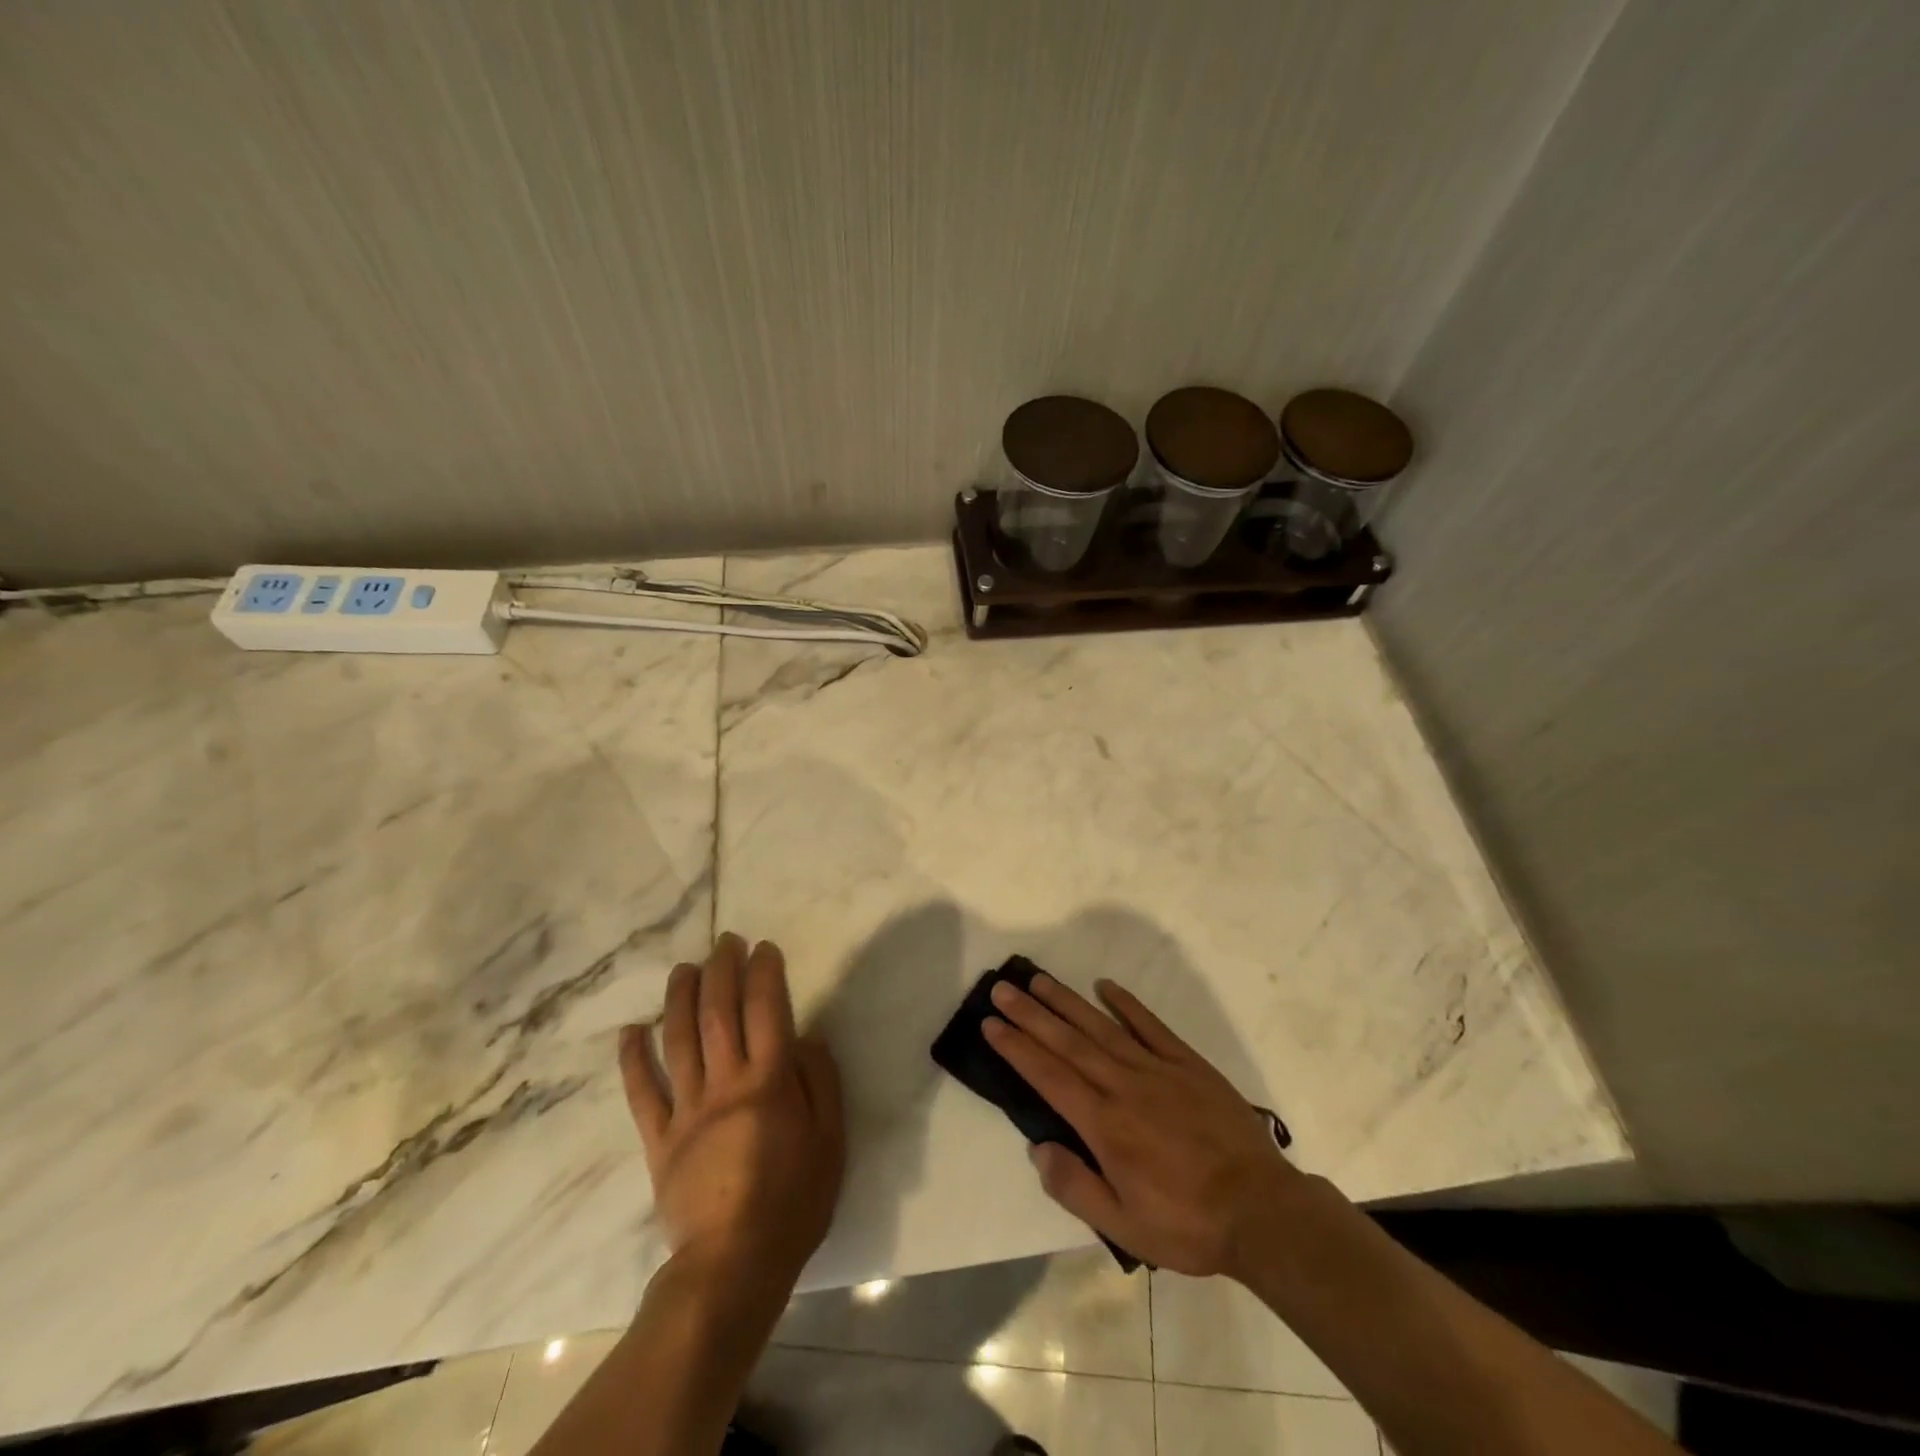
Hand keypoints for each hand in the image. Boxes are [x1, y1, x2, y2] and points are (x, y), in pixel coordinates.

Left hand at [620, 933, 844, 1289]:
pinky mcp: (659, 1140)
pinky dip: (633, 1059)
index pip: (766, 1009)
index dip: (764, 972)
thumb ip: (820, 1082)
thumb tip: (806, 1036)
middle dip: (722, 970)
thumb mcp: (831, 1140)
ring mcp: (687, 1110)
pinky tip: (631, 1030)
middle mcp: (725, 1084)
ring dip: (679, 998)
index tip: (763, 948)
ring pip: (678, 1040)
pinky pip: (642, 1093)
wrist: (733, 1266)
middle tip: (724, 942)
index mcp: (769, 1082)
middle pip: (719, 1013)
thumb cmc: (794, 1201)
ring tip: (684, 968)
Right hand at [984, 973, 1302, 1278]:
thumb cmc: (1188, 1224)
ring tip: (1039, 980)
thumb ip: (1075, 1188)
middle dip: (1031, 1014)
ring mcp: (1158, 1070)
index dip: (1017, 1048)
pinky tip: (1106, 986)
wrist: (1263, 1211)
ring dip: (1067, 1002)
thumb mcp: (1125, 1228)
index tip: (991, 1023)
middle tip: (1002, 989)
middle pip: (1068, 1042)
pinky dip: (1127, 1004)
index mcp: (1105, 1126)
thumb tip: (1038, 1148)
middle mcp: (1124, 1086)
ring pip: (1102, 1027)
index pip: (1049, 1077)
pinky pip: (1151, 1026)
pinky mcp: (1188, 1064)